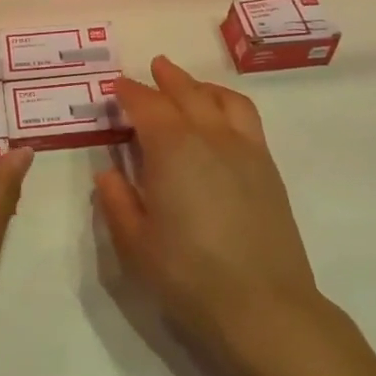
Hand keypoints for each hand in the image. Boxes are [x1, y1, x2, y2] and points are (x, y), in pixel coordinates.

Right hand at [94, 56, 350, 375]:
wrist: (263, 306)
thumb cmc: (187, 275)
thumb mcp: (134, 243)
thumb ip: (116, 201)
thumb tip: (107, 172)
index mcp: (172, 149)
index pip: (147, 105)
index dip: (129, 93)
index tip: (116, 87)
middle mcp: (211, 137)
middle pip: (187, 94)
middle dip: (166, 79)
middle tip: (153, 69)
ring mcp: (246, 151)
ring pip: (223, 100)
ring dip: (201, 86)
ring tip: (189, 86)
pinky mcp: (268, 170)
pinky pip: (247, 119)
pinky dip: (228, 105)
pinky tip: (221, 120)